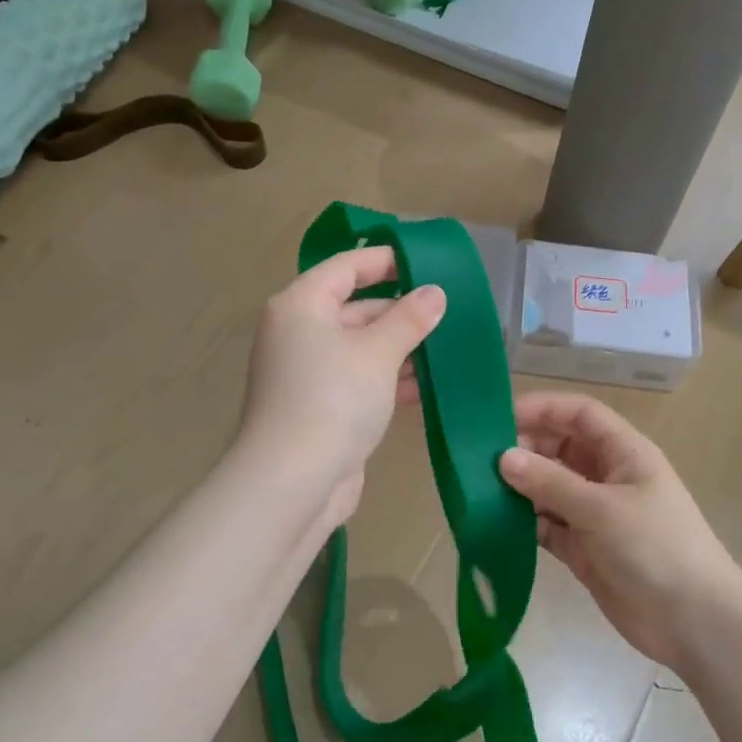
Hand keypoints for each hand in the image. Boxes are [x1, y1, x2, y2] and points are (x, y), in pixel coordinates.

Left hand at [237, 246, 445, 530]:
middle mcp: (298, 333)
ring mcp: (307, 373)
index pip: (345, 267)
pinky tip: (426, 385)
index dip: (385, 260)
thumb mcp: (377, 353)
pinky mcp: (319, 407)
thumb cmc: (334, 400)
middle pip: (353, 307)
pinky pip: (358, 380)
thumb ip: (408, 318)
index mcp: (301, 306)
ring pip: (359, 347)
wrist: (293, 481)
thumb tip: (434, 292)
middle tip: (448, 310)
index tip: (427, 262)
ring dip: (400, 347)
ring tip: (447, 346)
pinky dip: (388, 378)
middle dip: (400, 310)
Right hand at [498, 392, 741, 668]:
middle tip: (480, 460)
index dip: (542, 408)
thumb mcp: (601, 508)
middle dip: (524, 449)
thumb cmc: (655, 548)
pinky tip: (495, 524)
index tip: (499, 417)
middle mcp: (607, 476)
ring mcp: (594, 514)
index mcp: (623, 453)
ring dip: (520, 487)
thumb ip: (550, 481)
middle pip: (559, 448)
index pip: (579, 414)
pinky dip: (524, 523)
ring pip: (549, 487)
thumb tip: (503, 457)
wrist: (693, 622)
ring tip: (479, 490)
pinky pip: (546, 525)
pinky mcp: (583, 548)